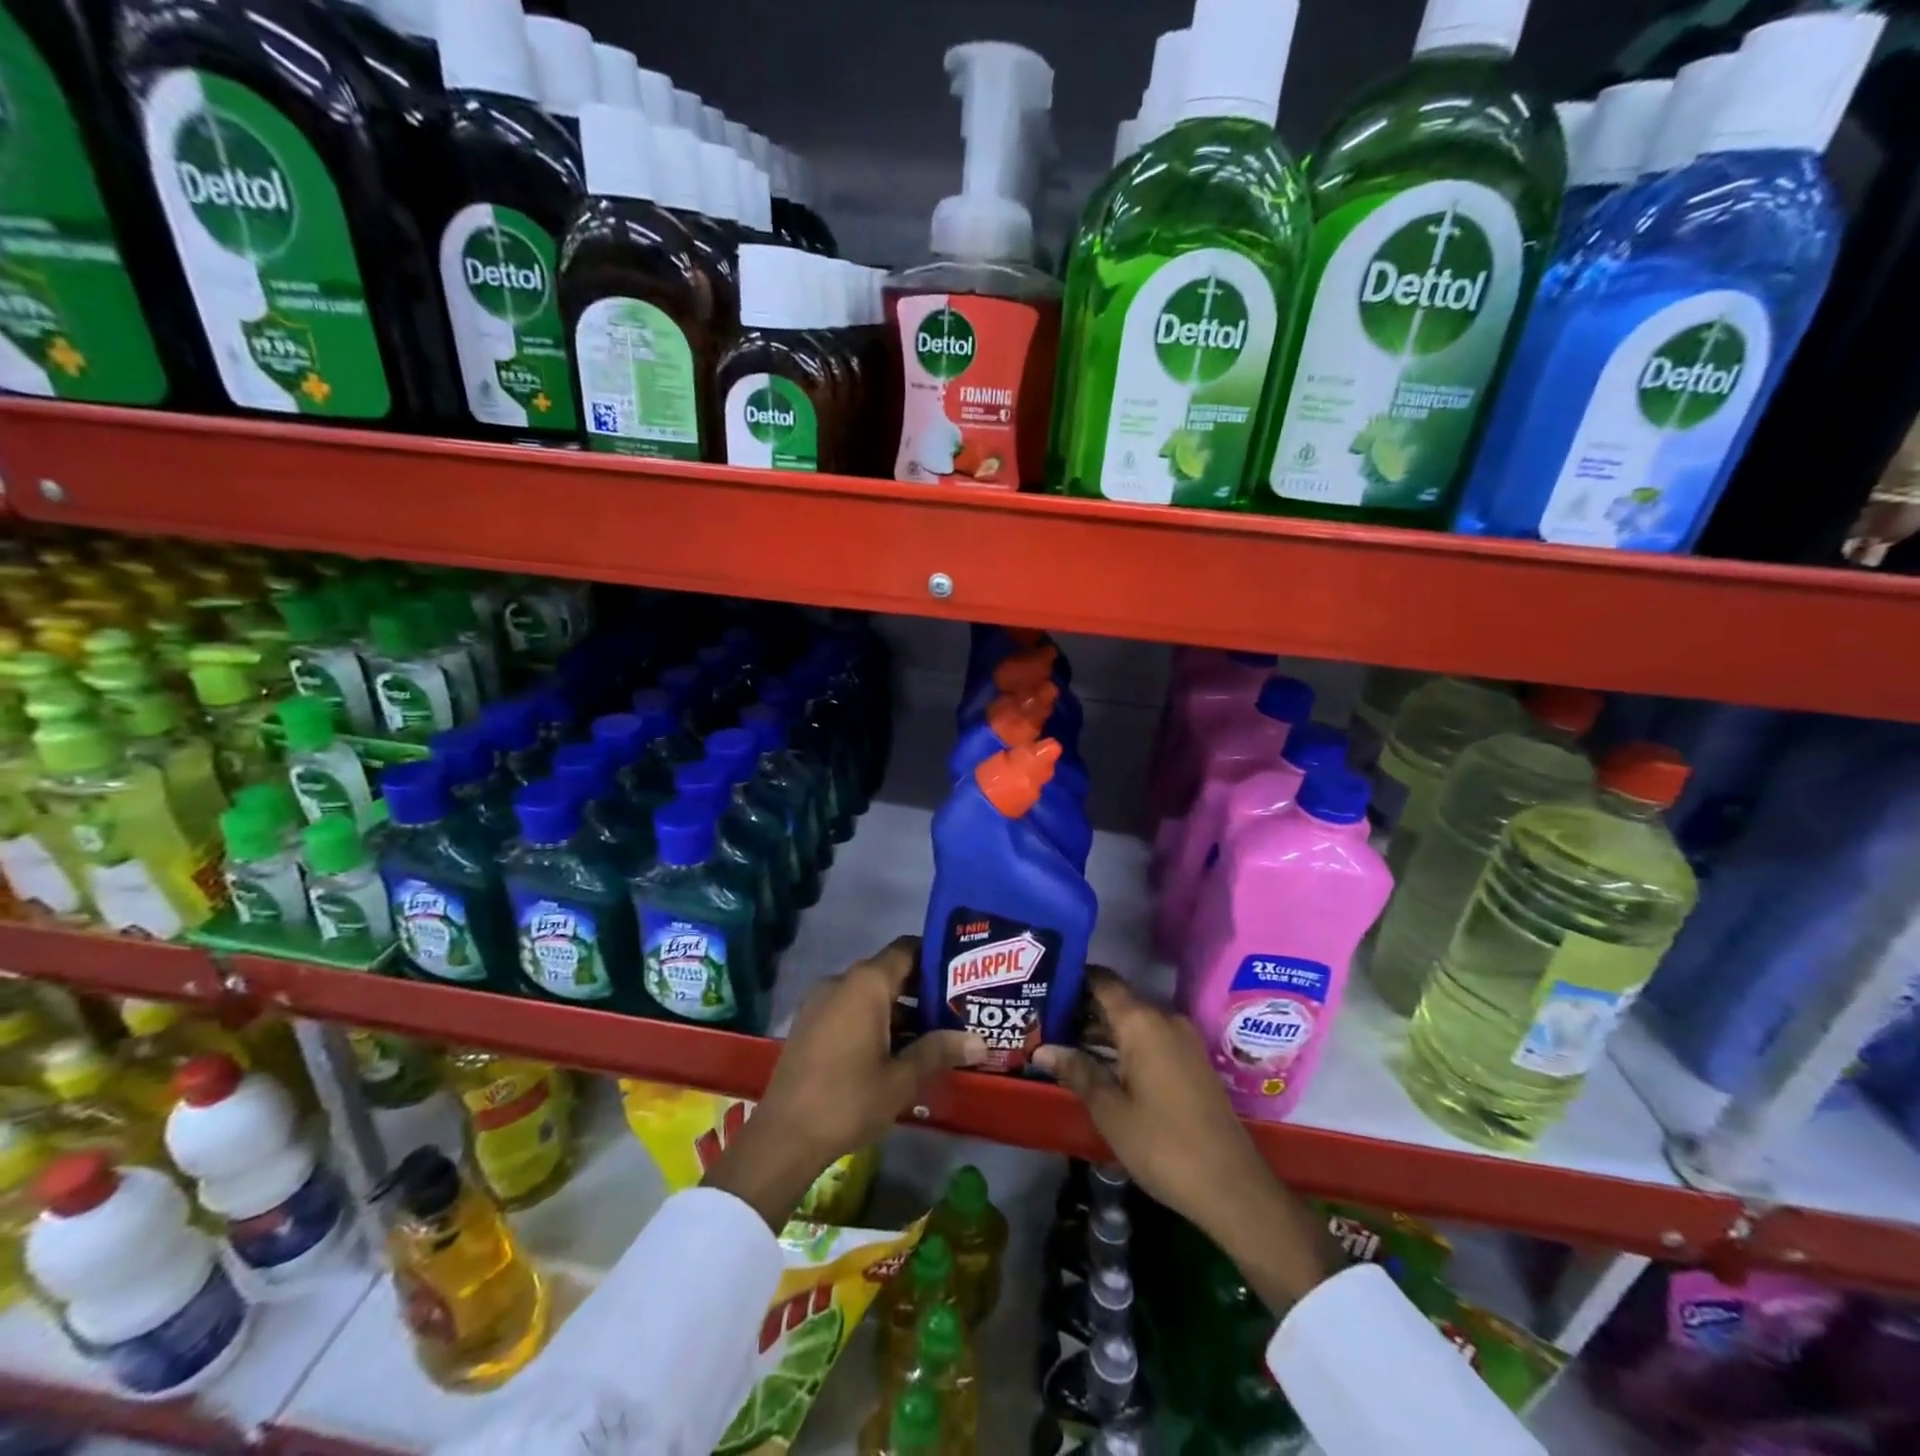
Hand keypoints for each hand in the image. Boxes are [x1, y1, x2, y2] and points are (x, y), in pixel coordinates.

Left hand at [705, 938, 986, 1227]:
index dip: (936, 957)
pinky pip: (848, 1008)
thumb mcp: (902, 1079)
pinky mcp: (808, 1023)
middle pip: (889, 971)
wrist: (783, 1137)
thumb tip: (980, 1041)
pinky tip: (893, 1050)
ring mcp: (820, 1001)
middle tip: (955, 1009)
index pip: (907, 950)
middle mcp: (841, 981)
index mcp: (866, 984)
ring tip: (931, 1034)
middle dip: (921, 989)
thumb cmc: (848, 1099)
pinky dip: (872, 1019)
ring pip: (868, 993)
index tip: (962, 973)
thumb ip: (940, 1051)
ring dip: (898, 1009)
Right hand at [1035, 969, 1333, 1310]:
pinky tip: (1099, 1064)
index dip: (1073, 978)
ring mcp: (1182, 1040)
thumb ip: (1077, 1071)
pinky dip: (1124, 1045)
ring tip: (1062, 1042)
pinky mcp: (1191, 1061)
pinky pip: (1150, 1039)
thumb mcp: (1110, 1109)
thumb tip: (1042, 1049)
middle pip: (1117, 1001)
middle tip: (1043, 1020)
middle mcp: (1164, 1019)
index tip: (1043, 983)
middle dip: (1081, 1009)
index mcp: (1142, 1021)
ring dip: (1102, 1030)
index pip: (1103, 981)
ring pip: (1133, 1022)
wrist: (1232, 1186)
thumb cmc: (1163, 1144)